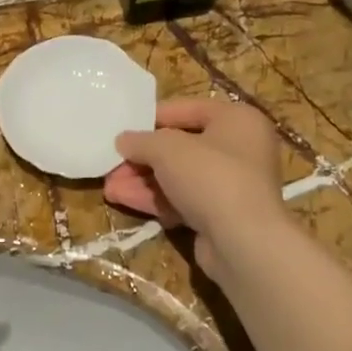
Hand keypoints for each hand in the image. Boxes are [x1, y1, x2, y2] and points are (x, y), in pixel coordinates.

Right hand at [106, 98, 286, 278]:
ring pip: (179, 177)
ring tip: (109, 185)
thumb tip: (123, 140)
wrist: (243, 241)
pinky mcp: (220, 216)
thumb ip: (141, 140)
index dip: (154, 117)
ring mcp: (231, 185)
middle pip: (181, 147)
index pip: (190, 109)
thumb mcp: (167, 148)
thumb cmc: (211, 176)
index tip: (125, 126)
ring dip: (142, 180)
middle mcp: (240, 149)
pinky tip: (122, 199)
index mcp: (238, 120)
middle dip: (143, 157)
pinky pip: (183, 200)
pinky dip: (155, 199)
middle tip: (112, 162)